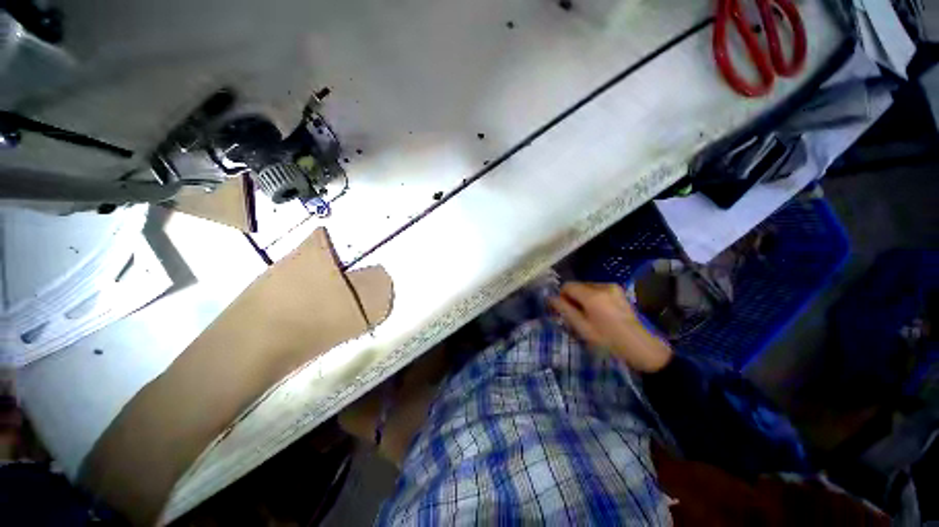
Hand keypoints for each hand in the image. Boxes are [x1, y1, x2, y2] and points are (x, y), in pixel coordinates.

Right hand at [549, 282, 673, 372]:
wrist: (640, 346)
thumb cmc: (608, 340)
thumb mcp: (583, 328)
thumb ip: (565, 310)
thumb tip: (550, 298)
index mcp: (593, 295)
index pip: (568, 286)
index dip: (562, 296)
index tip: (564, 311)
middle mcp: (603, 286)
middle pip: (578, 285)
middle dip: (573, 297)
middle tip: (577, 316)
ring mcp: (613, 287)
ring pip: (587, 287)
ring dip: (583, 298)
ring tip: (589, 315)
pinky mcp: (619, 291)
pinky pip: (597, 290)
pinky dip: (593, 298)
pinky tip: (599, 312)